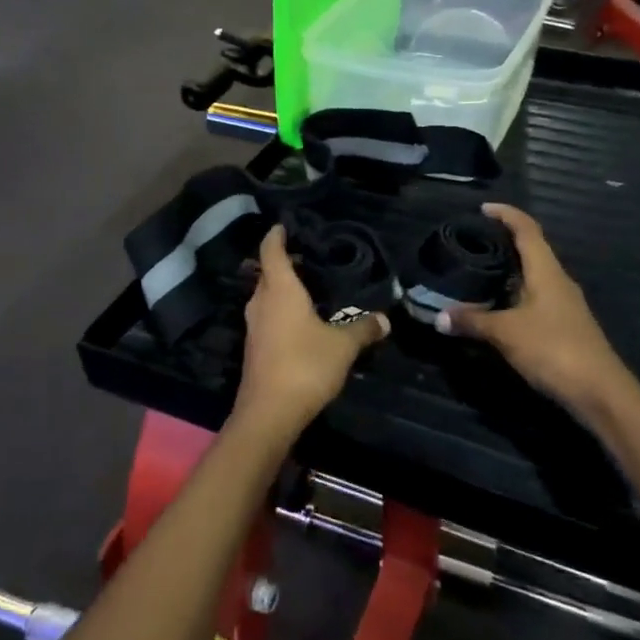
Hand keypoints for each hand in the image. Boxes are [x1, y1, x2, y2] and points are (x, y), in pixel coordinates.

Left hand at [233, 225, 388, 434]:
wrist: (269, 413)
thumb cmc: (305, 366)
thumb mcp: (343, 346)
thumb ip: (363, 329)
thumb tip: (385, 319)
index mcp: (279, 291)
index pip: (271, 252)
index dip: (275, 236)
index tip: (281, 225)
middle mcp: (261, 304)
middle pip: (266, 274)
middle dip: (280, 264)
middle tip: (304, 257)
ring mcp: (254, 328)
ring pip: (264, 298)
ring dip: (279, 290)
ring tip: (305, 287)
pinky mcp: (254, 350)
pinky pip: (267, 319)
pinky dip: (279, 312)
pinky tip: (299, 321)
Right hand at [443, 204, 632, 417]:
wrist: (599, 392)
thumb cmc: (553, 349)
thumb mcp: (505, 333)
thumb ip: (472, 321)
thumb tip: (439, 317)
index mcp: (547, 271)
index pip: (527, 229)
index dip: (506, 214)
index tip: (483, 208)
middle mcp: (557, 281)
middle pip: (531, 250)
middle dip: (503, 242)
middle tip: (471, 242)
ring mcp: (563, 304)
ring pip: (532, 276)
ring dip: (508, 271)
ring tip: (476, 272)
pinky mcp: (563, 326)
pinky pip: (533, 298)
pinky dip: (512, 295)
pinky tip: (495, 307)